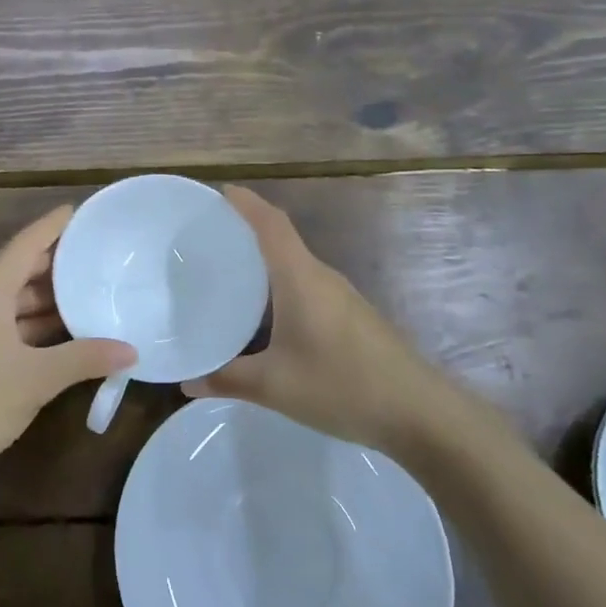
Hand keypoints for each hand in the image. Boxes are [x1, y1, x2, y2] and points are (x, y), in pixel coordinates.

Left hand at [0, 204, 135, 493]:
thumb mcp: (36, 379)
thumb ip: (84, 359)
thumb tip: (130, 351)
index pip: (26, 243)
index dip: (54, 225)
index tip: (81, 209)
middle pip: (19, 270)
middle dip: (57, 265)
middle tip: (97, 257)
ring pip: (11, 301)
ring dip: (45, 300)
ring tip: (88, 294)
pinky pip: (4, 325)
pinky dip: (31, 325)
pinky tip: (59, 335)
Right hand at [186, 187, 460, 454]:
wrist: (421, 414)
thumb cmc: (343, 386)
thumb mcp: (274, 386)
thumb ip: (226, 379)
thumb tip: (185, 381)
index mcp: (300, 278)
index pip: (270, 223)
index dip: (245, 203)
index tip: (217, 192)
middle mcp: (321, 277)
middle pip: (281, 239)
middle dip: (245, 232)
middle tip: (207, 240)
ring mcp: (341, 297)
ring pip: (294, 267)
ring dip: (263, 263)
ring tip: (227, 275)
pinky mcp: (351, 318)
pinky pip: (306, 288)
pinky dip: (279, 289)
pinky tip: (264, 318)